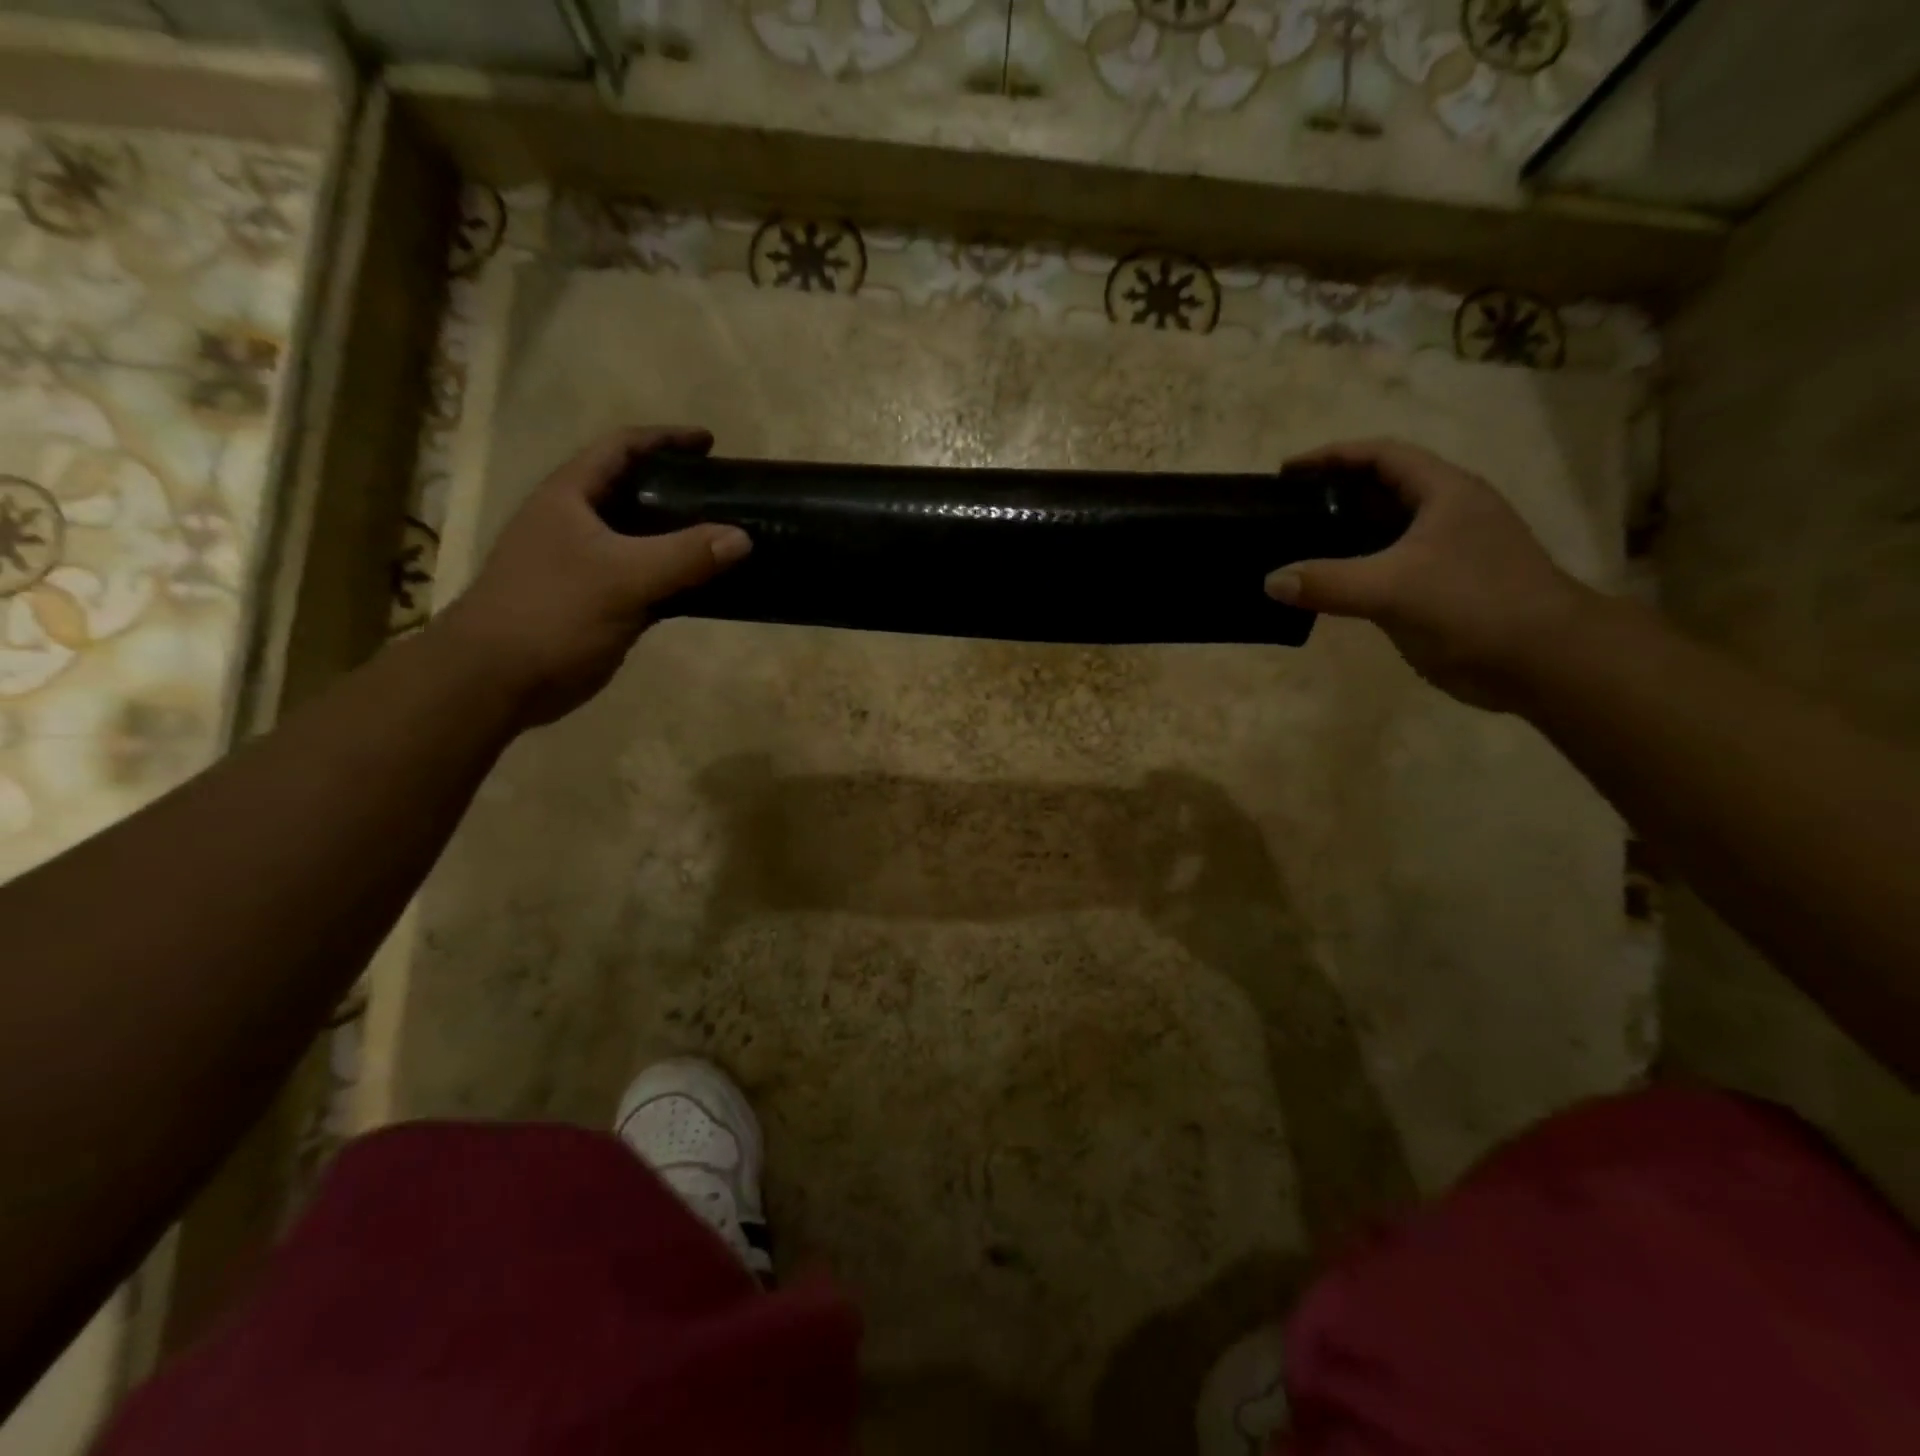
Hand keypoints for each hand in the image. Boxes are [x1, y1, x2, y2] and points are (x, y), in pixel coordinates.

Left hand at [436, 427, 750, 725]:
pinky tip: (708, 587)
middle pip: (635, 491)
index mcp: (571, 497)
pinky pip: (648, 581)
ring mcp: (587, 565)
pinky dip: (678, 579)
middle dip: (679, 489)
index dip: (665, 439)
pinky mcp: (599, 603)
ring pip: (644, 540)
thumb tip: (742, 537)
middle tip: (725, 496)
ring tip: (726, 538)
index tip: (710, 442)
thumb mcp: (623, 577)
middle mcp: (578, 523)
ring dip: (682, 538)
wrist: (497, 678)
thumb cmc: (552, 611)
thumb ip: (684, 555)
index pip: (621, 448)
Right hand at [1264, 439, 1597, 711]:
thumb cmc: (1474, 605)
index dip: (1334, 456)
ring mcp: (1443, 553)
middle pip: (1379, 490)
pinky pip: (1383, 568)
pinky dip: (1351, 571)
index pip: (1382, 456)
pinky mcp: (1437, 589)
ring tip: (1292, 545)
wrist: (1542, 661)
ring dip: (1339, 536)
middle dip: (1331, 495)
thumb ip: (1328, 582)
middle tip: (1283, 510)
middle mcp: (1445, 515)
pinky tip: (1322, 587)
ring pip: (1381, 533)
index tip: (1287, 470)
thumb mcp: (1393, 588)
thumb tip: (1271, 581)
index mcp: (1444, 493)